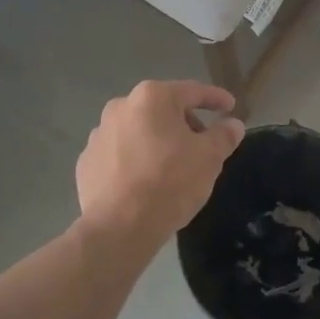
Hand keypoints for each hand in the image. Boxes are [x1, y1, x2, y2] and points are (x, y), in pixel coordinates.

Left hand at [76, 80, 246, 253]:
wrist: (118, 227)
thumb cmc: (169, 182)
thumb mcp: (209, 158)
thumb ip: (224, 135)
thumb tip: (232, 124)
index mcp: (152, 97)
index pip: (192, 91)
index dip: (215, 98)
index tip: (230, 106)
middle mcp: (121, 107)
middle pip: (163, 109)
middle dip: (185, 123)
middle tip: (203, 146)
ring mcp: (99, 134)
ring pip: (139, 131)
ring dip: (158, 142)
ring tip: (173, 168)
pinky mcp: (86, 162)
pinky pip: (119, 154)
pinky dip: (135, 160)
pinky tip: (145, 182)